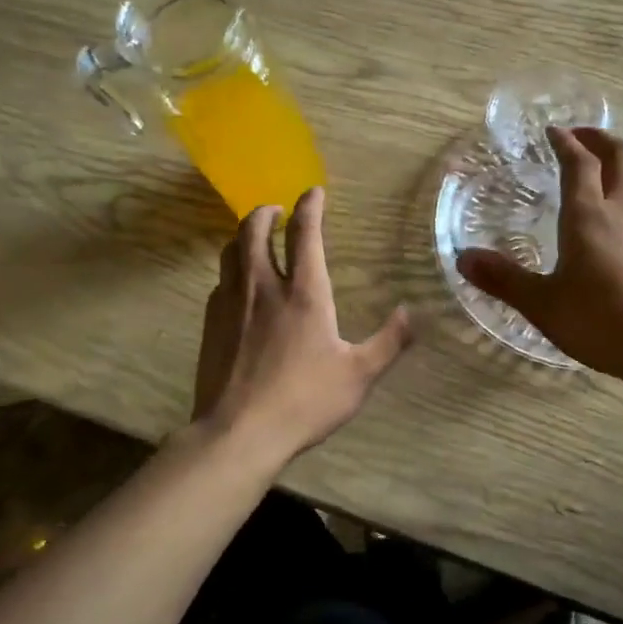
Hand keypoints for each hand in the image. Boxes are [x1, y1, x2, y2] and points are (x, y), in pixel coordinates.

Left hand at [193, 187, 411, 464]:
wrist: (239, 432)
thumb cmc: (304, 401)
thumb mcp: (358, 375)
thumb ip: (389, 342)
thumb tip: (412, 314)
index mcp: (304, 294)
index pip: (305, 234)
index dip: (309, 206)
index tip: (313, 191)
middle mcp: (263, 287)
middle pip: (254, 231)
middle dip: (265, 212)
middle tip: (275, 210)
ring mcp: (231, 304)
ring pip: (230, 252)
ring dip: (243, 236)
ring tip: (254, 237)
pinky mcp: (210, 325)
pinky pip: (220, 283)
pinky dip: (231, 271)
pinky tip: (238, 286)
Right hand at [456, 127, 622, 388]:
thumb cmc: (600, 323)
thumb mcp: (542, 305)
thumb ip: (503, 279)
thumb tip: (462, 258)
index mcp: (587, 216)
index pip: (578, 163)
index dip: (565, 141)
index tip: (553, 130)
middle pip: (620, 155)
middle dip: (600, 139)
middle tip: (583, 137)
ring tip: (614, 167)